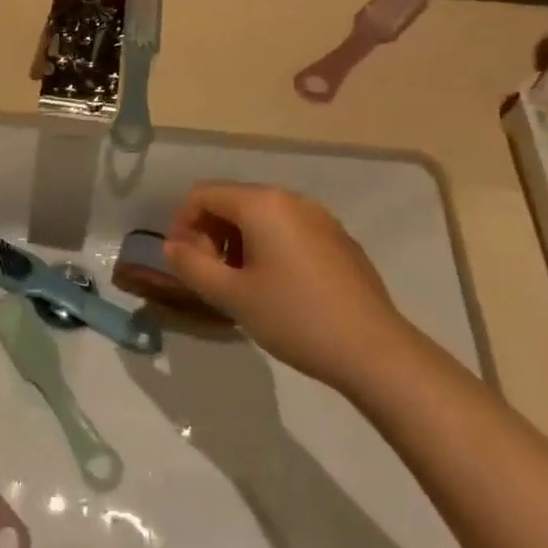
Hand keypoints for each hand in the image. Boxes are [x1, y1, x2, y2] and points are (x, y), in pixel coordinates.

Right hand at [161, 183, 415, 392]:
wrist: (375, 352)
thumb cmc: (294, 318)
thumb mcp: (231, 296)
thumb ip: (191, 266)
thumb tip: (171, 247)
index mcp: (261, 204)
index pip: (203, 195)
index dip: (182, 224)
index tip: (183, 263)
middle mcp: (291, 199)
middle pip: (232, 201)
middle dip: (211, 233)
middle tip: (209, 276)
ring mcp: (320, 218)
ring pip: (262, 217)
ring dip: (238, 242)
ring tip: (240, 284)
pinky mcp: (340, 240)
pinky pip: (289, 230)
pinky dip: (269, 248)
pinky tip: (278, 288)